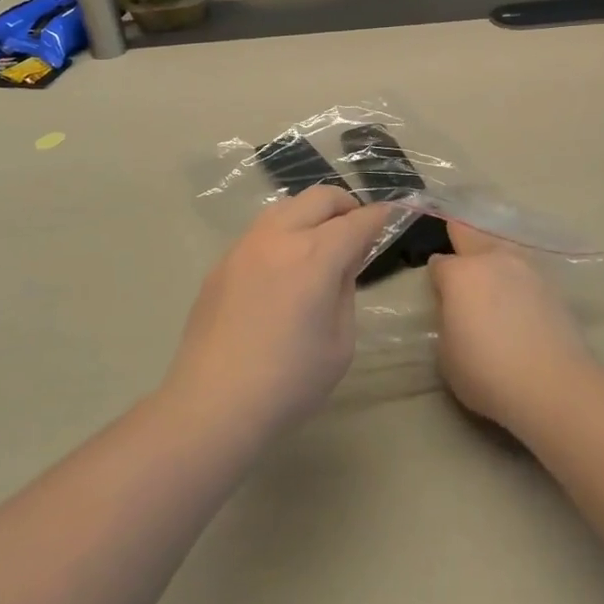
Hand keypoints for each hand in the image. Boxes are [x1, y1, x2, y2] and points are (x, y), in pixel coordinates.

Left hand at [164, 187, 389, 441]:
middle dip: (346, 205)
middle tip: (357, 227)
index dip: (379, 216)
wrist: (212, 406)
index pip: (357, 221)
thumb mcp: (340, 342)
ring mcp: (246, 245)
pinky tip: (282, 267)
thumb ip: (346, 290)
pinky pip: (260, 231)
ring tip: (319, 241)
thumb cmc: (289, 382)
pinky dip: (282, 233)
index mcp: (316, 256)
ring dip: (311, 213)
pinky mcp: (222, 262)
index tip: (390, 215)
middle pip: (320, 197)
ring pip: (286, 206)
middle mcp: (280, 237)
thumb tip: (343, 263)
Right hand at [429, 220, 595, 434]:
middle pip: (470, 234)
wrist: (552, 384)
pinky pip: (524, 269)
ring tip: (491, 275)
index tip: (440, 292)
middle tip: (459, 256)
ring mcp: (524, 267)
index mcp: (459, 274)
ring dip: (492, 255)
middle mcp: (491, 259)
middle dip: (461, 239)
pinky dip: (517, 277)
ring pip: (501, 247)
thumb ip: (447, 321)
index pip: (439, 263)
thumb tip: (456, 309)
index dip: (437, 277)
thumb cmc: (487, 372)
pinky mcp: (550, 283)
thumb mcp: (446, 355)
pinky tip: (518, 294)